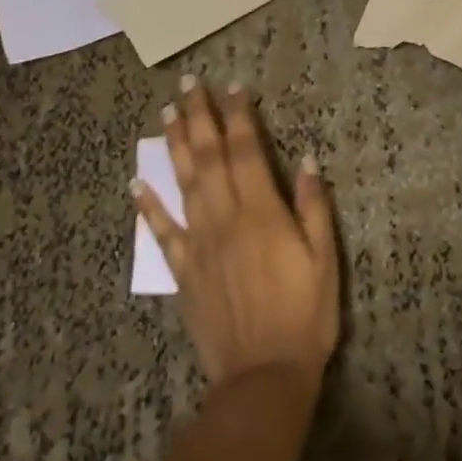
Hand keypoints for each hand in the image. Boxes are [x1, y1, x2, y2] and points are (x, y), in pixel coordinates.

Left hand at [134, 78, 340, 392]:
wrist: (263, 376)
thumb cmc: (305, 316)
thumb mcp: (325, 260)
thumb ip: (314, 207)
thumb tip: (307, 159)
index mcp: (262, 213)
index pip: (246, 151)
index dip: (239, 116)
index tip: (232, 87)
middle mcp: (225, 218)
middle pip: (209, 157)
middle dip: (200, 116)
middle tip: (188, 84)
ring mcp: (199, 243)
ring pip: (184, 183)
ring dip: (176, 146)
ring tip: (167, 114)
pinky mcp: (184, 270)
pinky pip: (162, 231)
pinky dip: (147, 205)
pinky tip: (136, 181)